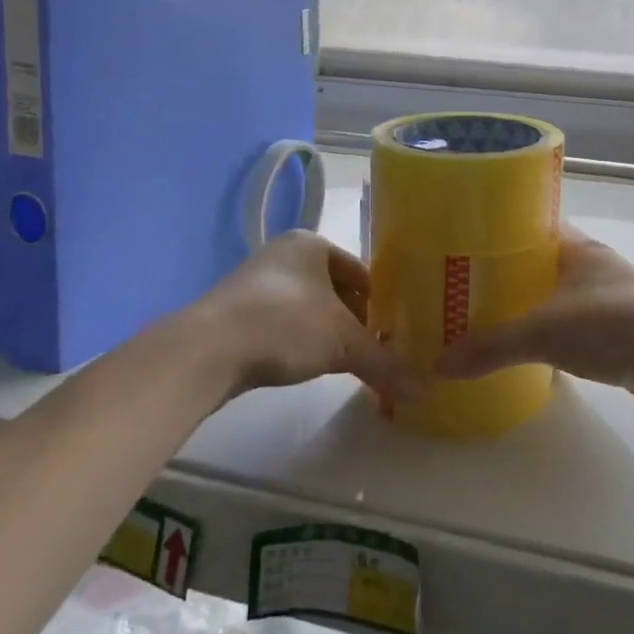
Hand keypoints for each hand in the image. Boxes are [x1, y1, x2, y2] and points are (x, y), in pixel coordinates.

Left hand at [196, 231, 421, 401]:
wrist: (208, 350)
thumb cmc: (285, 325)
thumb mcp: (344, 343)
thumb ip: (385, 363)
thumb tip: (425, 390)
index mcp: (311, 243)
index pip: (360, 270)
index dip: (380, 301)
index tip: (395, 330)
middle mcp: (283, 254)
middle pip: (334, 289)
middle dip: (354, 319)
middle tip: (375, 349)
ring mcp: (255, 282)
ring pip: (307, 307)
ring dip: (326, 331)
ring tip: (346, 362)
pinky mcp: (235, 313)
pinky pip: (281, 323)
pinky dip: (299, 341)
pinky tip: (306, 365)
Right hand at [434, 226, 633, 411]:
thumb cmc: (610, 325)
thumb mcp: (542, 333)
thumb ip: (491, 348)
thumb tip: (439, 365)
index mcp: (579, 248)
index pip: (535, 226)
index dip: (503, 233)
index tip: (469, 245)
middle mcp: (596, 266)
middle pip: (545, 263)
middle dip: (513, 275)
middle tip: (470, 288)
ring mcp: (613, 298)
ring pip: (561, 295)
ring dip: (535, 305)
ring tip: (493, 319)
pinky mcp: (623, 330)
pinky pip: (577, 324)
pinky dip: (556, 333)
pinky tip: (533, 351)